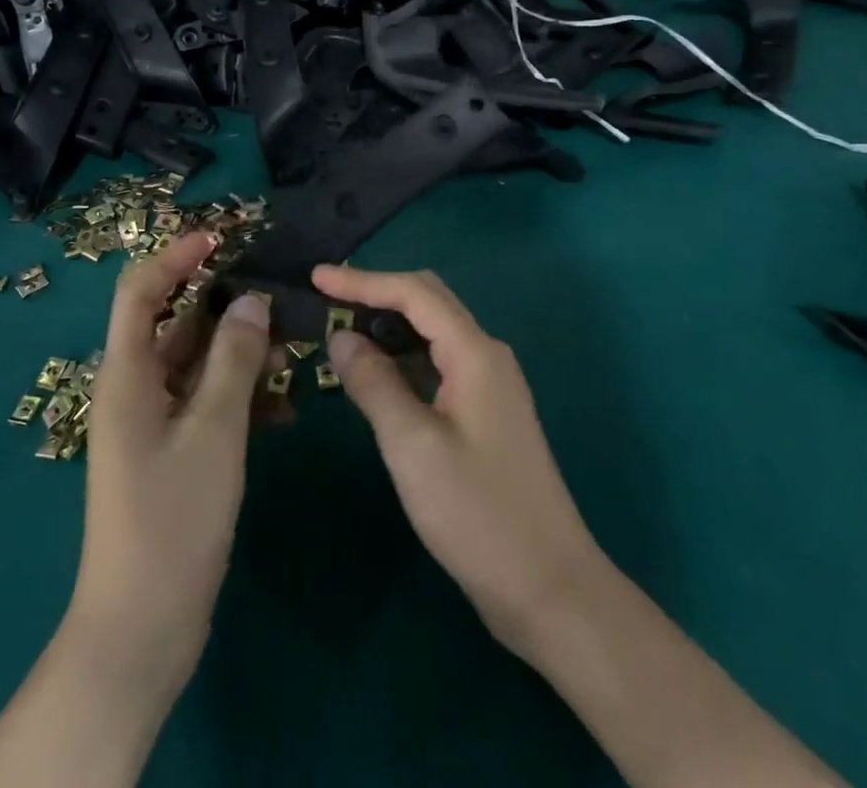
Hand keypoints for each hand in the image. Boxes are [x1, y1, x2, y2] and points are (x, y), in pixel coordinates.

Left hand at [68, 233, 279, 702]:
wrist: (143, 627)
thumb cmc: (173, 519)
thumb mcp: (213, 431)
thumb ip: (234, 360)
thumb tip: (251, 301)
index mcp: (127, 373)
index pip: (141, 290)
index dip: (175, 256)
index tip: (221, 239)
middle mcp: (136, 388)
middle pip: (176, 323)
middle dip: (224, 306)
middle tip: (276, 297)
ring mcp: (154, 422)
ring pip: (199, 364)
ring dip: (240, 353)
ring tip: (292, 352)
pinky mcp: (174, 451)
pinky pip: (208, 403)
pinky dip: (241, 396)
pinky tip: (284, 409)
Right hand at [318, 264, 605, 657]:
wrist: (550, 588)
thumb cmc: (477, 514)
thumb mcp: (413, 445)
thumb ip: (374, 383)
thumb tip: (341, 337)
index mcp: (474, 352)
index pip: (413, 293)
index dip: (362, 280)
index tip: (316, 277)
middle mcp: (486, 355)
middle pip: (428, 301)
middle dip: (377, 293)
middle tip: (327, 299)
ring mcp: (490, 385)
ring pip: (434, 332)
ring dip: (389, 324)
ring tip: (342, 331)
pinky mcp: (486, 413)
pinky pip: (439, 363)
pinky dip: (404, 357)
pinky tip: (377, 374)